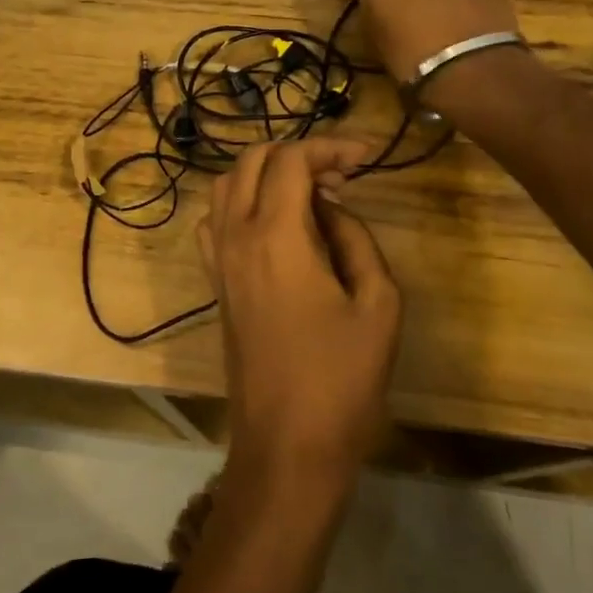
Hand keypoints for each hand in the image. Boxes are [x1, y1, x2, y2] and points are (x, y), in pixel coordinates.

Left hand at [198, 140, 401, 484]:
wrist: (287, 445)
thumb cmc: (342, 379)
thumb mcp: (377, 303)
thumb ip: (355, 238)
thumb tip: (332, 207)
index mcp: (276, 236)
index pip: (291, 159)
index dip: (329, 146)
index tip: (364, 157)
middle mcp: (236, 237)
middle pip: (253, 161)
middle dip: (298, 154)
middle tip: (340, 177)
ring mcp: (218, 260)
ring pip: (227, 185)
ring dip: (266, 174)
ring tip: (311, 195)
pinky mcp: (214, 283)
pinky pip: (215, 220)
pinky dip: (241, 202)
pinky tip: (274, 224)